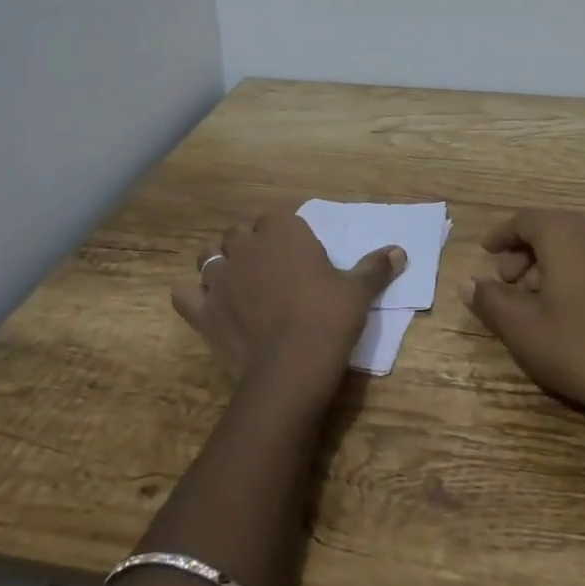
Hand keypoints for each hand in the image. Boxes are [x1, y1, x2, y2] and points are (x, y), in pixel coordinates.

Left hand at [175, 213, 404, 398]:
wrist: (291, 367)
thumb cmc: (328, 319)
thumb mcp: (358, 292)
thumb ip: (375, 267)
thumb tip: (400, 251)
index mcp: (283, 233)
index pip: (275, 218)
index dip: (282, 232)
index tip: (294, 249)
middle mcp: (246, 247)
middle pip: (237, 233)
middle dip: (248, 244)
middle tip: (266, 266)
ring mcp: (219, 278)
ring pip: (207, 257)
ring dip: (219, 264)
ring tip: (235, 281)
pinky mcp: (202, 311)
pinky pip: (185, 295)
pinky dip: (193, 297)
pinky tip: (206, 306)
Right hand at [464, 208, 584, 420]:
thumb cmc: (575, 347)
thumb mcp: (520, 327)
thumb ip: (489, 300)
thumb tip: (466, 283)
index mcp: (564, 235)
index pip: (524, 219)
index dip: (501, 234)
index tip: (485, 252)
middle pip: (550, 228)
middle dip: (522, 250)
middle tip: (505, 281)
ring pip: (572, 243)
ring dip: (546, 261)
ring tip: (532, 297)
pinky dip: (571, 269)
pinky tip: (564, 305)